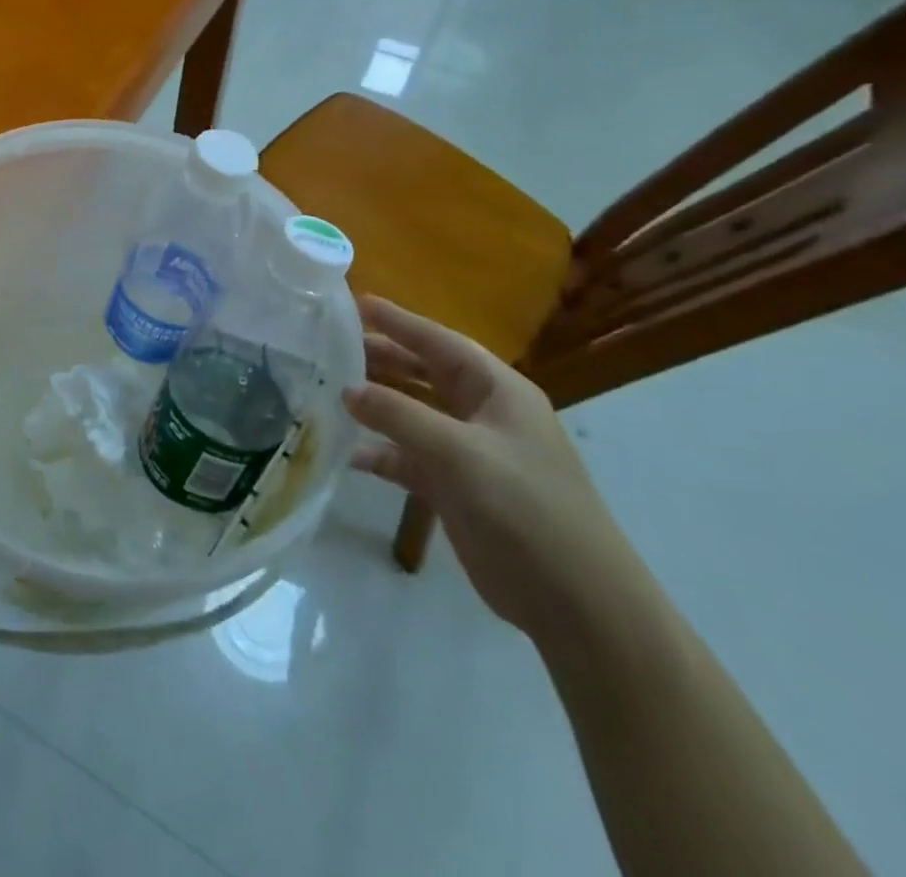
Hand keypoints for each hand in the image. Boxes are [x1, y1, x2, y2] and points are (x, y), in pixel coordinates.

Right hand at [344, 297, 643, 645]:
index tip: (356, 302)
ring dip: (375, 406)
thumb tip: (346, 389)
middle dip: (380, 359)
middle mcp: (483, 414)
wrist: (576, 603)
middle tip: (331, 347)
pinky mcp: (456, 489)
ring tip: (329, 392)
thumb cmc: (525, 508)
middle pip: (423, 374)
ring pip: (412, 415)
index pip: (440, 342)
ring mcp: (470, 454)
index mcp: (498, 391)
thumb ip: (398, 415)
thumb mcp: (459, 453)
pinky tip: (348, 454)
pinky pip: (408, 459)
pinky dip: (380, 454)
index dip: (399, 321)